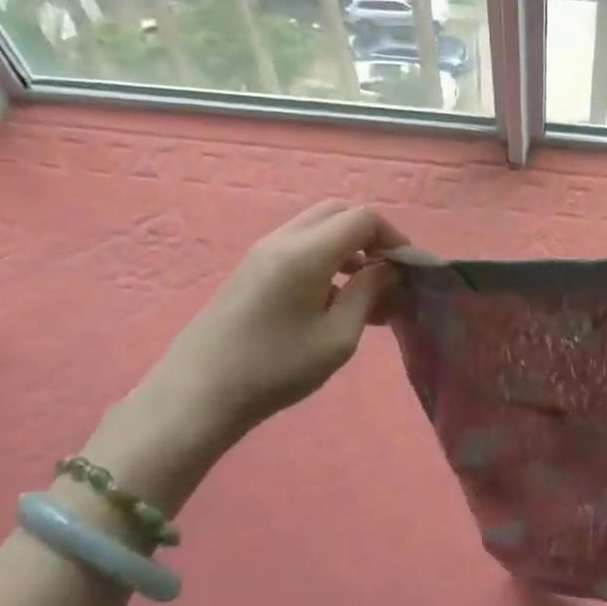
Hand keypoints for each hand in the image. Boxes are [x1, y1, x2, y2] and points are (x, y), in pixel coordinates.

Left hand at [139, 202, 407, 443]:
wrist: (199, 393)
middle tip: (386, 275)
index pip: (363, 218)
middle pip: (338, 212)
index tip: (407, 271)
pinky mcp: (251, 269)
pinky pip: (298, 245)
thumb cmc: (276, 368)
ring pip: (317, 227)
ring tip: (363, 293)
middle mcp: (283, 240)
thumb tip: (388, 269)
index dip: (394, 237)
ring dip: (347, 247)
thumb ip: (368, 294)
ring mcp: (262, 252)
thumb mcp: (338, 337)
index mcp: (307, 252)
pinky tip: (331, 301)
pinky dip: (325, 257)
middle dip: (371, 236)